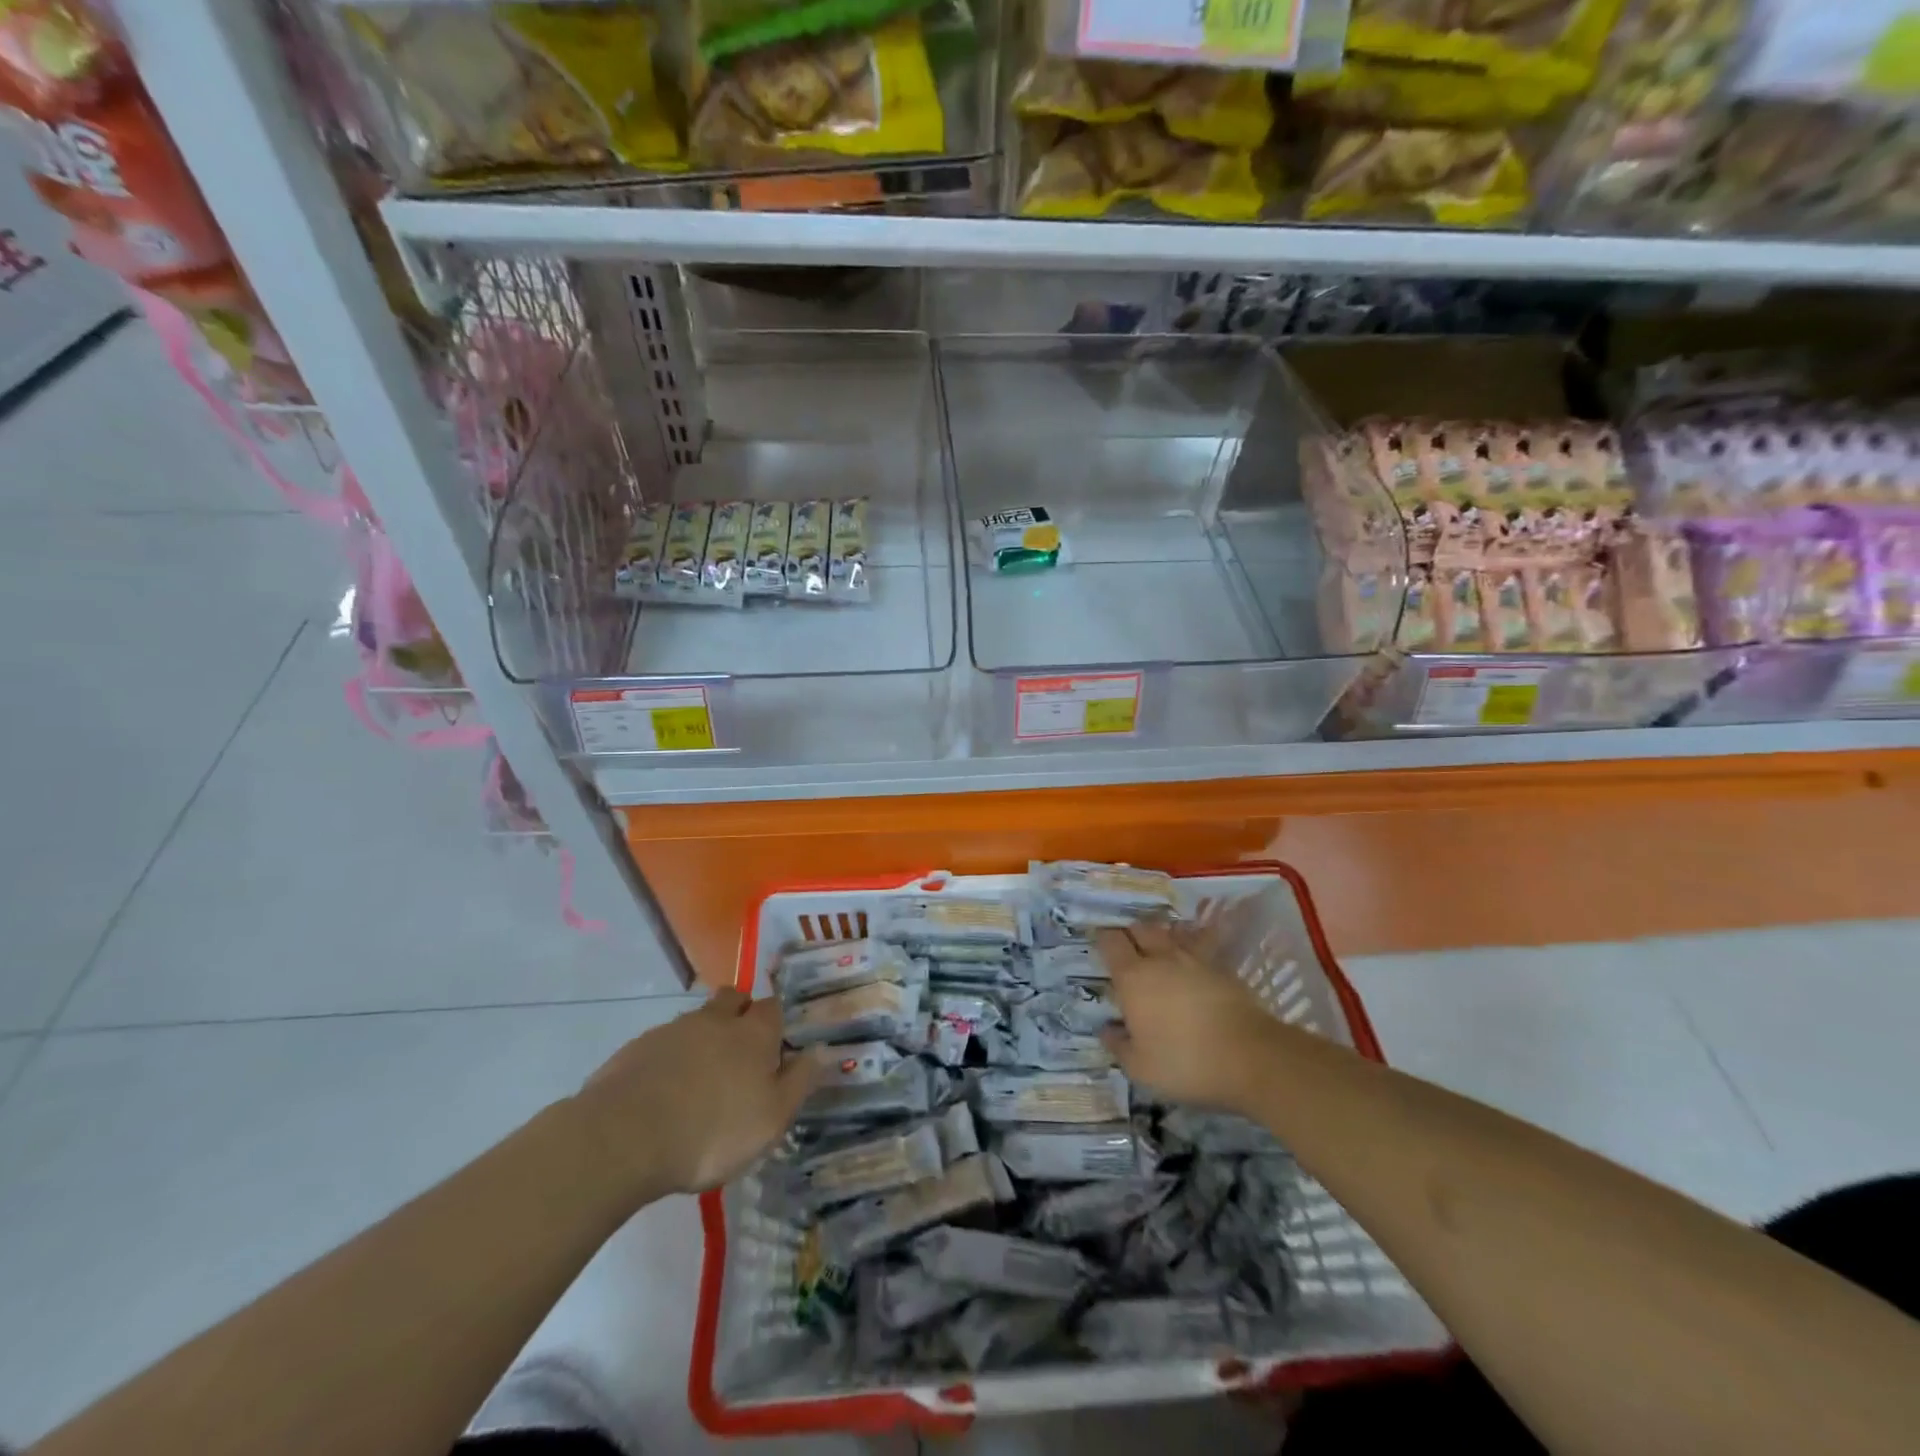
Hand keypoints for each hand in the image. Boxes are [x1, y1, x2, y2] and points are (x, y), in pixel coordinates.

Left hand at [574, 989, 820, 1200]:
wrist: (623, 1138)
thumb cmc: (712, 1132)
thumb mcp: (771, 1119)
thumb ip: (799, 1082)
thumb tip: (822, 1051)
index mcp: (753, 1033)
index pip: (773, 1007)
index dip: (777, 1021)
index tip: (777, 1043)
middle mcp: (715, 1021)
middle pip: (733, 999)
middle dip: (739, 1013)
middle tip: (740, 1049)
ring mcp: (672, 1031)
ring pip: (697, 1020)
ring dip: (703, 1037)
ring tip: (700, 1077)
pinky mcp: (636, 1049)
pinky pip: (663, 1044)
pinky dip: (670, 1059)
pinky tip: (665, 1091)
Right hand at [1096, 920, 1283, 1114]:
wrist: (1251, 1057)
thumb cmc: (1186, 1062)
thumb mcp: (1141, 1068)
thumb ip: (1119, 1046)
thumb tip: (1107, 1029)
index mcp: (1133, 978)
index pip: (1111, 942)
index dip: (1103, 939)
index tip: (1099, 944)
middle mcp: (1160, 959)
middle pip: (1141, 929)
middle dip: (1131, 934)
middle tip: (1127, 948)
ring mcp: (1194, 960)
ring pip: (1171, 935)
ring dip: (1160, 939)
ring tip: (1158, 951)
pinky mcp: (1222, 969)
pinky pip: (1199, 949)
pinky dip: (1190, 951)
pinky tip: (1191, 965)